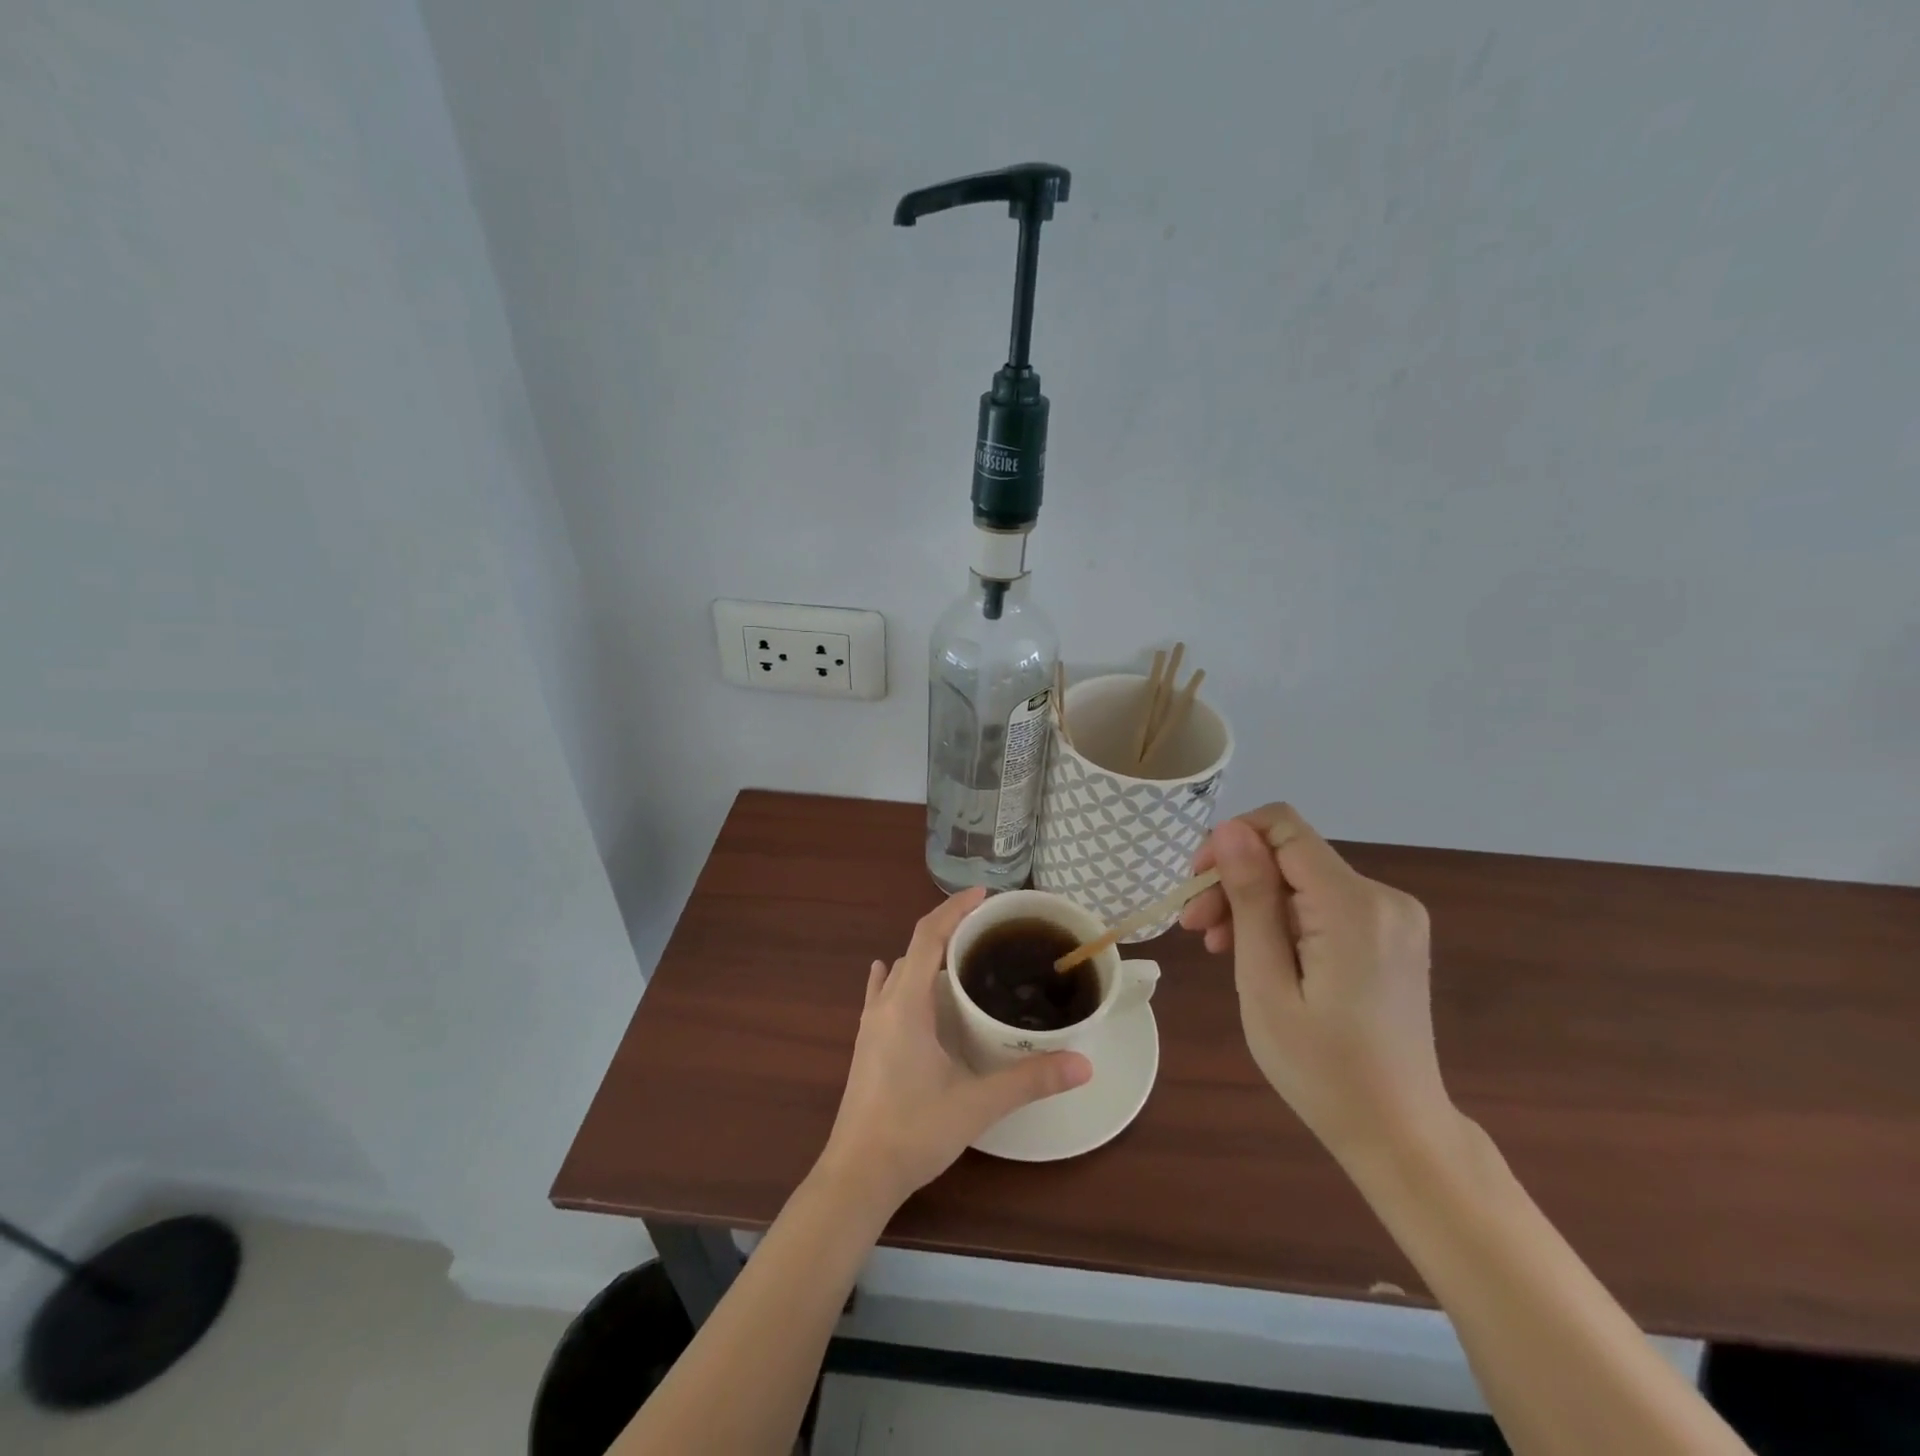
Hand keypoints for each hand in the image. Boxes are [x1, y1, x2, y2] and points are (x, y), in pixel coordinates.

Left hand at [818, 887, 1091, 1212]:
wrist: (857, 1174)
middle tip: (987, 928)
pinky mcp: (866, 1043)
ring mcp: (870, 1024)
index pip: (929, 936)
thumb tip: (1084, 1063)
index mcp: (907, 1004)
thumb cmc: (914, 1131)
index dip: (954, 909)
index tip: (984, 895)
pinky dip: (899, 976)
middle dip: (948, 928)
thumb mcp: (978, 1104)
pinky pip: (882, 993)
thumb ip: (1030, 1080)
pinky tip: (899, 978)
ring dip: (927, 953)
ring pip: (899, 970)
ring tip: (962, 954)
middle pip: (914, 947)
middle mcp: (885, 1004)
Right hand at [1180, 805, 1454, 1163]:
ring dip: (1253, 903)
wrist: (1399, 1133)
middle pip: (1289, 856)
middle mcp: (1383, 896)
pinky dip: (1283, 919)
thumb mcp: (1265, 982)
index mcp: (1354, 905)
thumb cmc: (1321, 1068)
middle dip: (1235, 881)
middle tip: (1195, 929)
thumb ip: (1250, 898)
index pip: (1282, 827)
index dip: (1230, 842)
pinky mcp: (1390, 933)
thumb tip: (1229, 828)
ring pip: (1301, 879)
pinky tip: (1258, 953)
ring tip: (1217, 947)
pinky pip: (1322, 903)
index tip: (1195, 886)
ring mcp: (1392, 915)